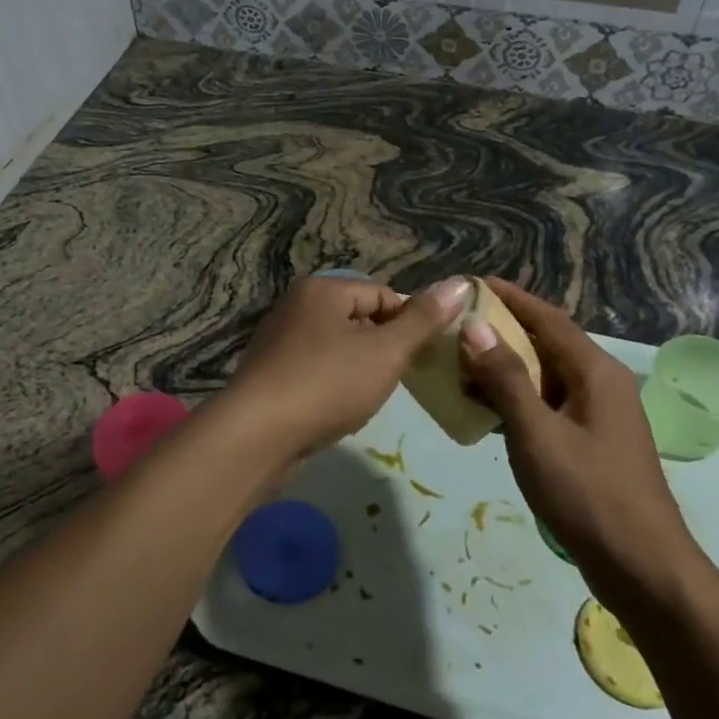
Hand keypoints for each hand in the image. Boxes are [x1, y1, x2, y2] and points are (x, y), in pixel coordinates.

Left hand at [226, 275, 472, 459]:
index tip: (422, 360)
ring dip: (359, 371)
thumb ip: (423, 320)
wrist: (257, 435)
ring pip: (338, 349)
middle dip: (383, 350)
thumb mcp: (386, 351)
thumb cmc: (327, 384)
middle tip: (396, 381)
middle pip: (359, 320)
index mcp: (322, 289)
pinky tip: (337, 411)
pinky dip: (332, 387)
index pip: (383, 295)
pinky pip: (315, 371)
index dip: (409, 325)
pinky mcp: (270, 374)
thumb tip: (461, 283)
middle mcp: (296, 306)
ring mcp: (278, 340)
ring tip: (366, 399)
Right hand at [460, 279, 703, 608]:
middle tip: (454, 328)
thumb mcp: (537, 434)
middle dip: (501, 332)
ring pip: (545, 376)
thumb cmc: (589, 494)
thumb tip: (474, 326)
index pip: (548, 317)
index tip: (470, 285)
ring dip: (505, 369)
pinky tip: (485, 412)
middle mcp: (601, 384)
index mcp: (595, 371)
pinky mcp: (591, 443)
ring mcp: (599, 415)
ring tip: (459, 367)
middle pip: (546, 343)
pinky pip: (548, 405)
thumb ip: (505, 379)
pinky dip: (517, 400)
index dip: (510, 298)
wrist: (643, 568)